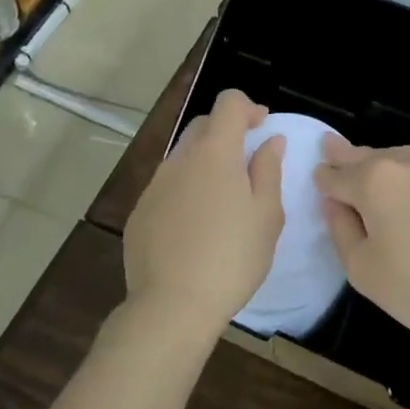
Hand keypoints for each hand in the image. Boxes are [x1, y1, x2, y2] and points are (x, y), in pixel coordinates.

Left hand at [123, 89, 285, 334]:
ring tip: (223, 201)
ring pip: (183, 157)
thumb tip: (270, 141)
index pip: (228, 103)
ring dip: (205, 163)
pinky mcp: (138, 212)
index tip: (263, 128)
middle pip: (203, 126)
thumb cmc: (232, 258)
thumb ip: (269, 170)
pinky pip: (166, 187)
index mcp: (214, 153)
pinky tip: (195, 226)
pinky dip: (185, 190)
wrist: (172, 306)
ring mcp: (154, 186)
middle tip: (248, 163)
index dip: (248, 107)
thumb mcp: (266, 215)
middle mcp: (179, 160)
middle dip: (227, 132)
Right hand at [315, 131, 409, 355]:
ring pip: (406, 154)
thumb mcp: (363, 272)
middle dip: (350, 161)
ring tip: (389, 180)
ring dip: (391, 164)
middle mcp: (407, 161)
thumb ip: (340, 229)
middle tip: (336, 155)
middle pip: (369, 158)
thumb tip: (334, 200)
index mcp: (373, 183)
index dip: (324, 178)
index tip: (320, 178)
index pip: (336, 175)